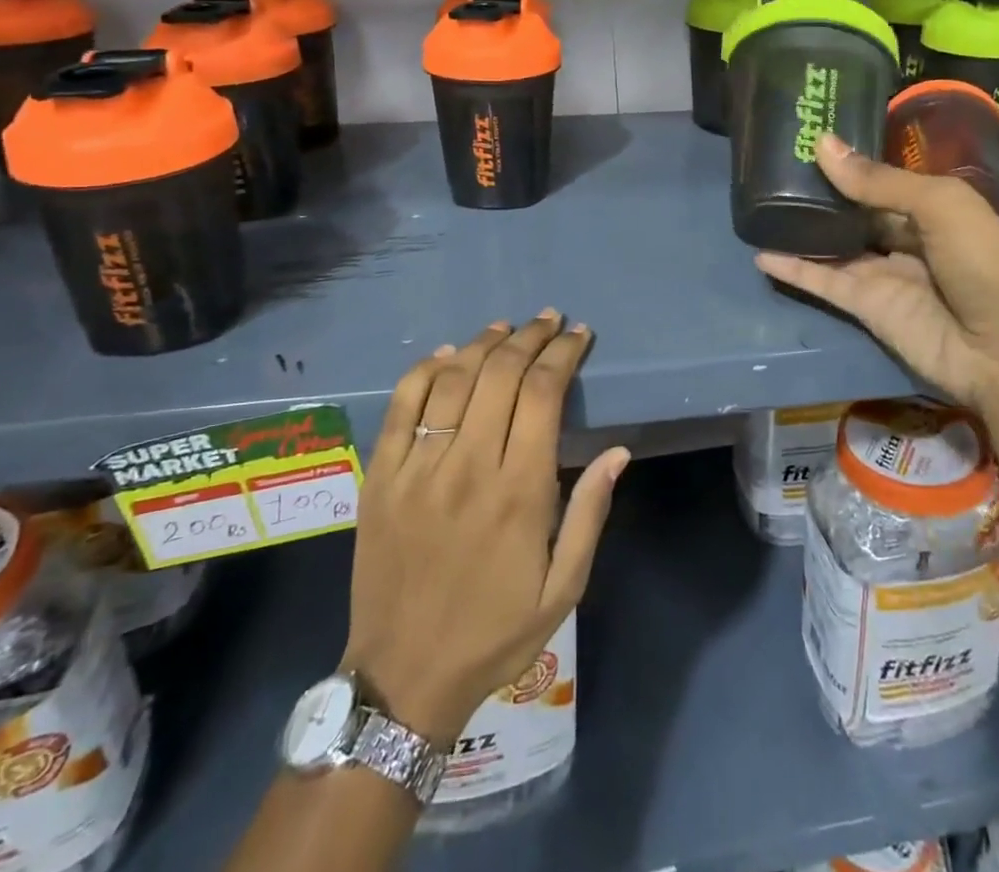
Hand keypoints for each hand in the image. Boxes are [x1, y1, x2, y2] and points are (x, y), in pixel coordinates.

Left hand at [345, 312, 628, 746]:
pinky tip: (447, 355)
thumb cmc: (495, 633)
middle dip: (531, 337)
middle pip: (501, 373)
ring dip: (484, 343)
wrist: (403, 677)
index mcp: (519, 491)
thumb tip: (617, 451)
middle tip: (549, 320)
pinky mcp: (381, 477)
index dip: (563, 354)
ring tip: (507, 328)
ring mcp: (418, 469)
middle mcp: (469, 466)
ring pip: (453, 379)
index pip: (544, 393)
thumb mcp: (563, 588)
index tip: (579, 334)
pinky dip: (425, 370)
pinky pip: (401, 405)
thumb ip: (590, 514)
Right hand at [754, 135, 998, 464]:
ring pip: (835, 246)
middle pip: (857, 211)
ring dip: (802, 230)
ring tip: (760, 205)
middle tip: (775, 167)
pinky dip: (794, 270)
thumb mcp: (941, 206)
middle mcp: (908, 238)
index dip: (852, 162)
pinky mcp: (866, 307)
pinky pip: (823, 283)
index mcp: (936, 209)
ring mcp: (885, 275)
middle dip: (823, 193)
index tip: (810, 139)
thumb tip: (822, 145)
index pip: (885, 180)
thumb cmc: (986, 264)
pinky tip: (760, 254)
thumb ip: (878, 181)